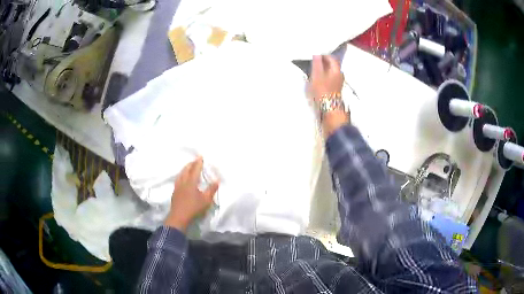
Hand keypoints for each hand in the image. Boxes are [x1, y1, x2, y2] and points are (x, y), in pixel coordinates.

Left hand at [165, 157, 219, 232]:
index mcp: (191, 182)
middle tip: (194, 160)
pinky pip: (178, 179)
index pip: (195, 169)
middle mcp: (183, 182)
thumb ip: (211, 189)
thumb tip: (217, 180)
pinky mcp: (174, 192)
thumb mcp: (206, 200)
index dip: (198, 163)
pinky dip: (181, 175)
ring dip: (185, 169)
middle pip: (186, 170)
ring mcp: (177, 187)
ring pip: (180, 174)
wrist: (179, 217)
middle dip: (191, 164)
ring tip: (187, 167)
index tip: (200, 156)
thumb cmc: (194, 208)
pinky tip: (181, 178)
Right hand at [309, 55, 343, 100]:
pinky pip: (330, 77)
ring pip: (330, 71)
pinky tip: (318, 77)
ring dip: (323, 68)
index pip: (331, 58)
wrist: (329, 107)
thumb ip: (317, 63)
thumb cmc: (322, 90)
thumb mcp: (317, 75)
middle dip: (323, 61)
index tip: (315, 54)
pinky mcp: (335, 88)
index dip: (323, 55)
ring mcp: (338, 82)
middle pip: (332, 64)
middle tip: (314, 60)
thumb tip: (317, 54)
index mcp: (336, 70)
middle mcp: (339, 74)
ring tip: (314, 68)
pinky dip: (324, 74)